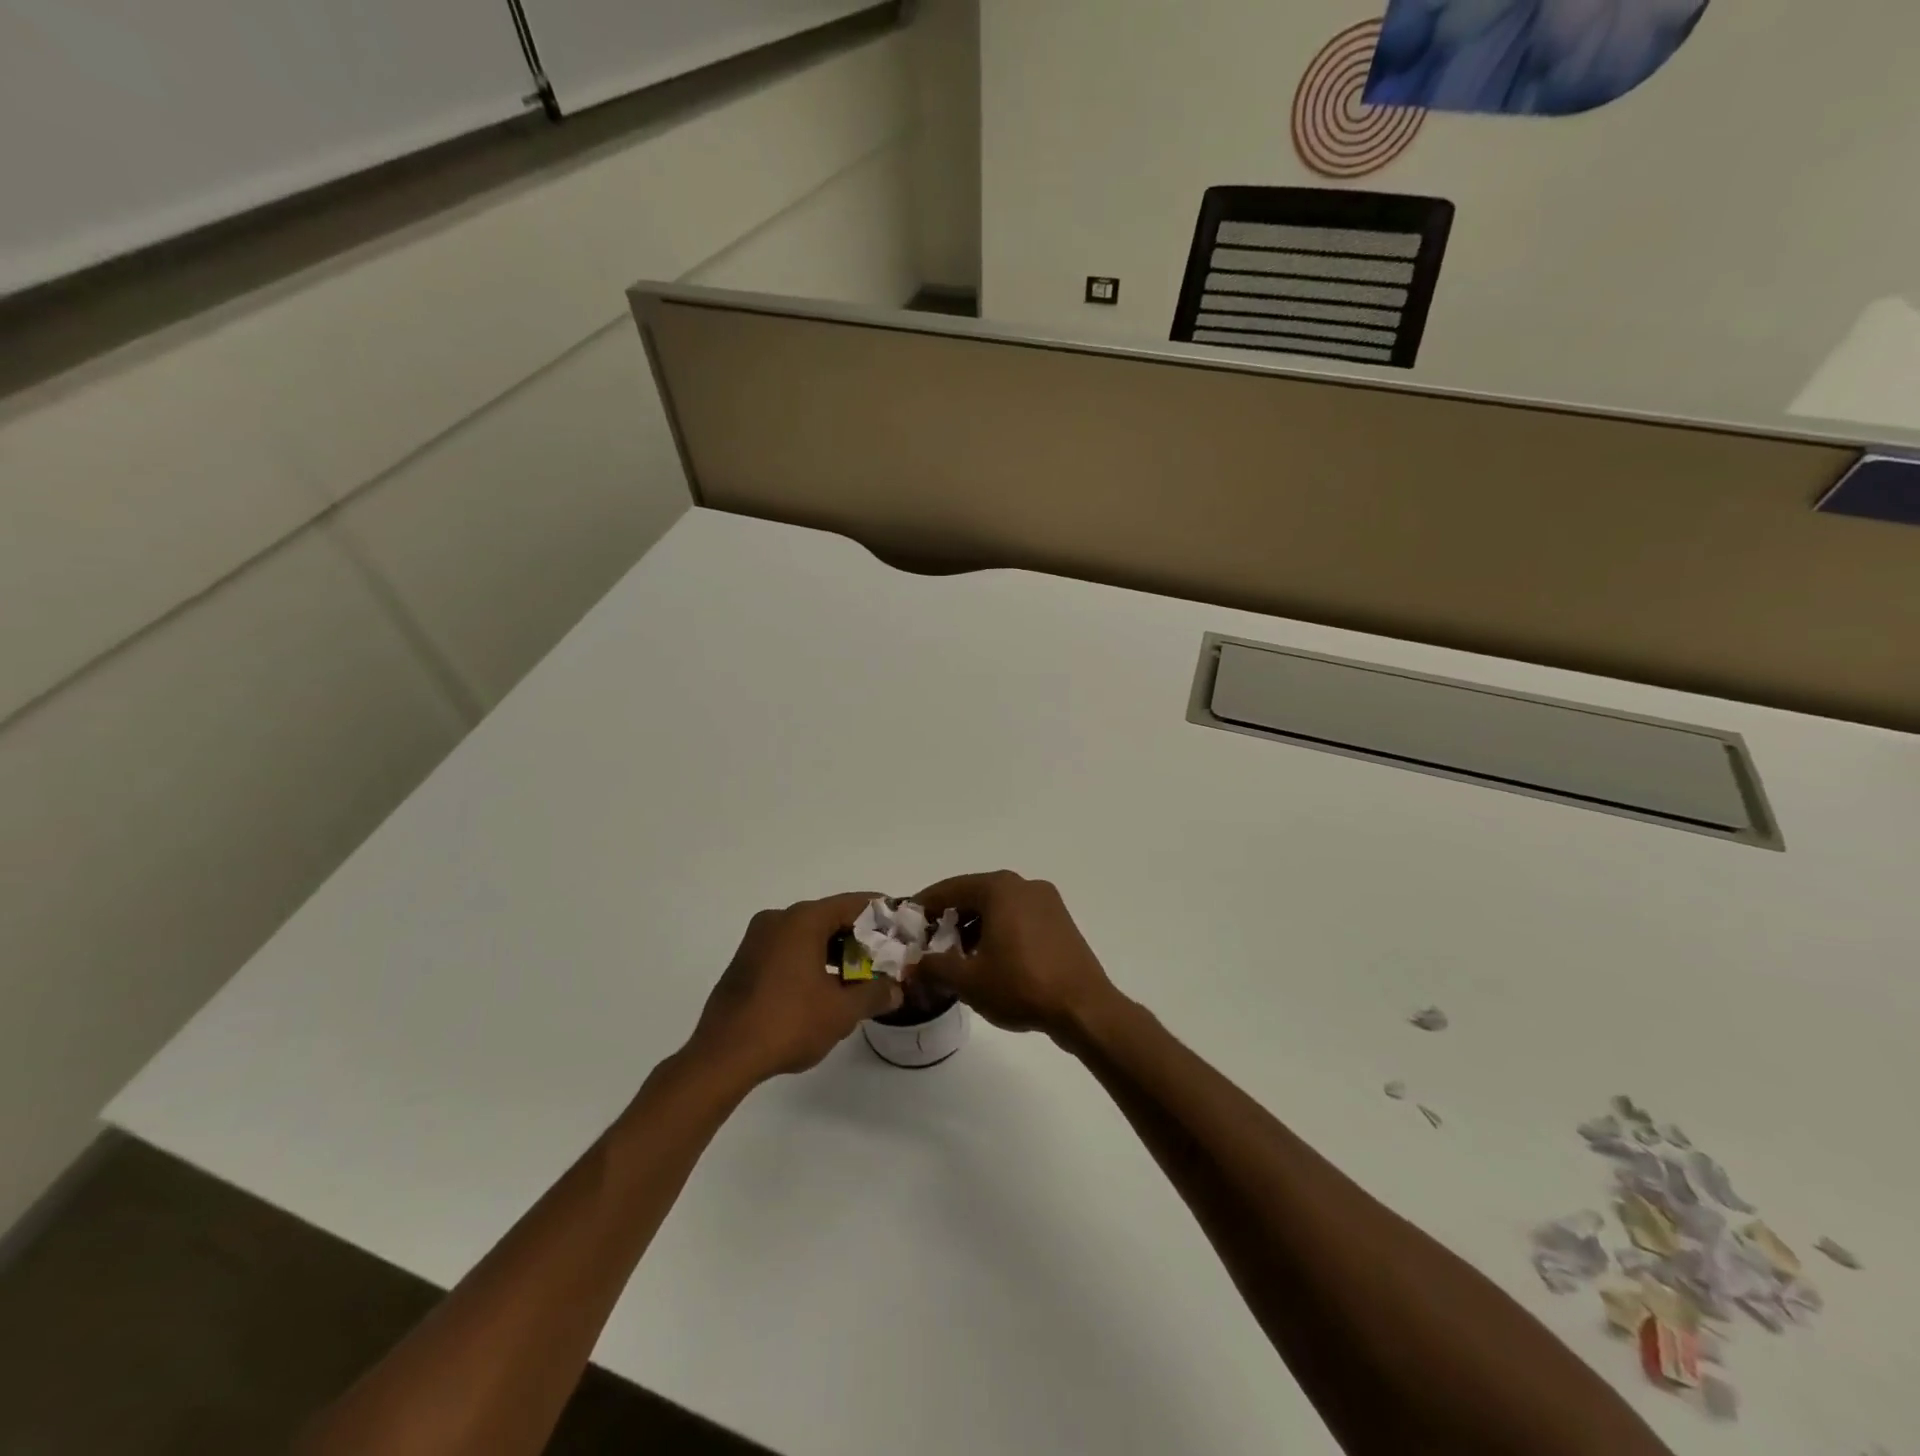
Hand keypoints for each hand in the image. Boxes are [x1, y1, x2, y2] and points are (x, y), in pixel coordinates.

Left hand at [688, 893, 902, 1084]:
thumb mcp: (841, 1011)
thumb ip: (874, 994)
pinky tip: (826, 987)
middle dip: (860, 937)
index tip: (902, 928)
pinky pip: (788, 949)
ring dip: (836, 951)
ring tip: (860, 976)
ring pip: (808, 935)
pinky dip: (812, 960)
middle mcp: (778, 919)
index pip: (853, 905)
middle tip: (886, 957)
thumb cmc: (788, 1023)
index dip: (881, 915)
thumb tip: (895, 989)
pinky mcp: (746, 961)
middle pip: (830, 918)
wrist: (723, 1056)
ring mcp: (757, 939)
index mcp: (802, 920)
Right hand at [914, 871, 1121, 1043]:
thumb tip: (913, 964)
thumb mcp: (969, 980)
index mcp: (1000, 888)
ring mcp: (1047, 902)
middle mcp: (1024, 885)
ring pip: (998, 907)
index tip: (907, 922)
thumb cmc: (1021, 985)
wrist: (1084, 1008)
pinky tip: (990, 960)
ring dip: (974, 926)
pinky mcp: (1060, 922)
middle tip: (929, 942)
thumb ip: (934, 967)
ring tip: (958, 957)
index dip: (925, 905)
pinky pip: (1019, 918)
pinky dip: (999, 931)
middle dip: (950, 918)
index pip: (951, 889)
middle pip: (975, 895)